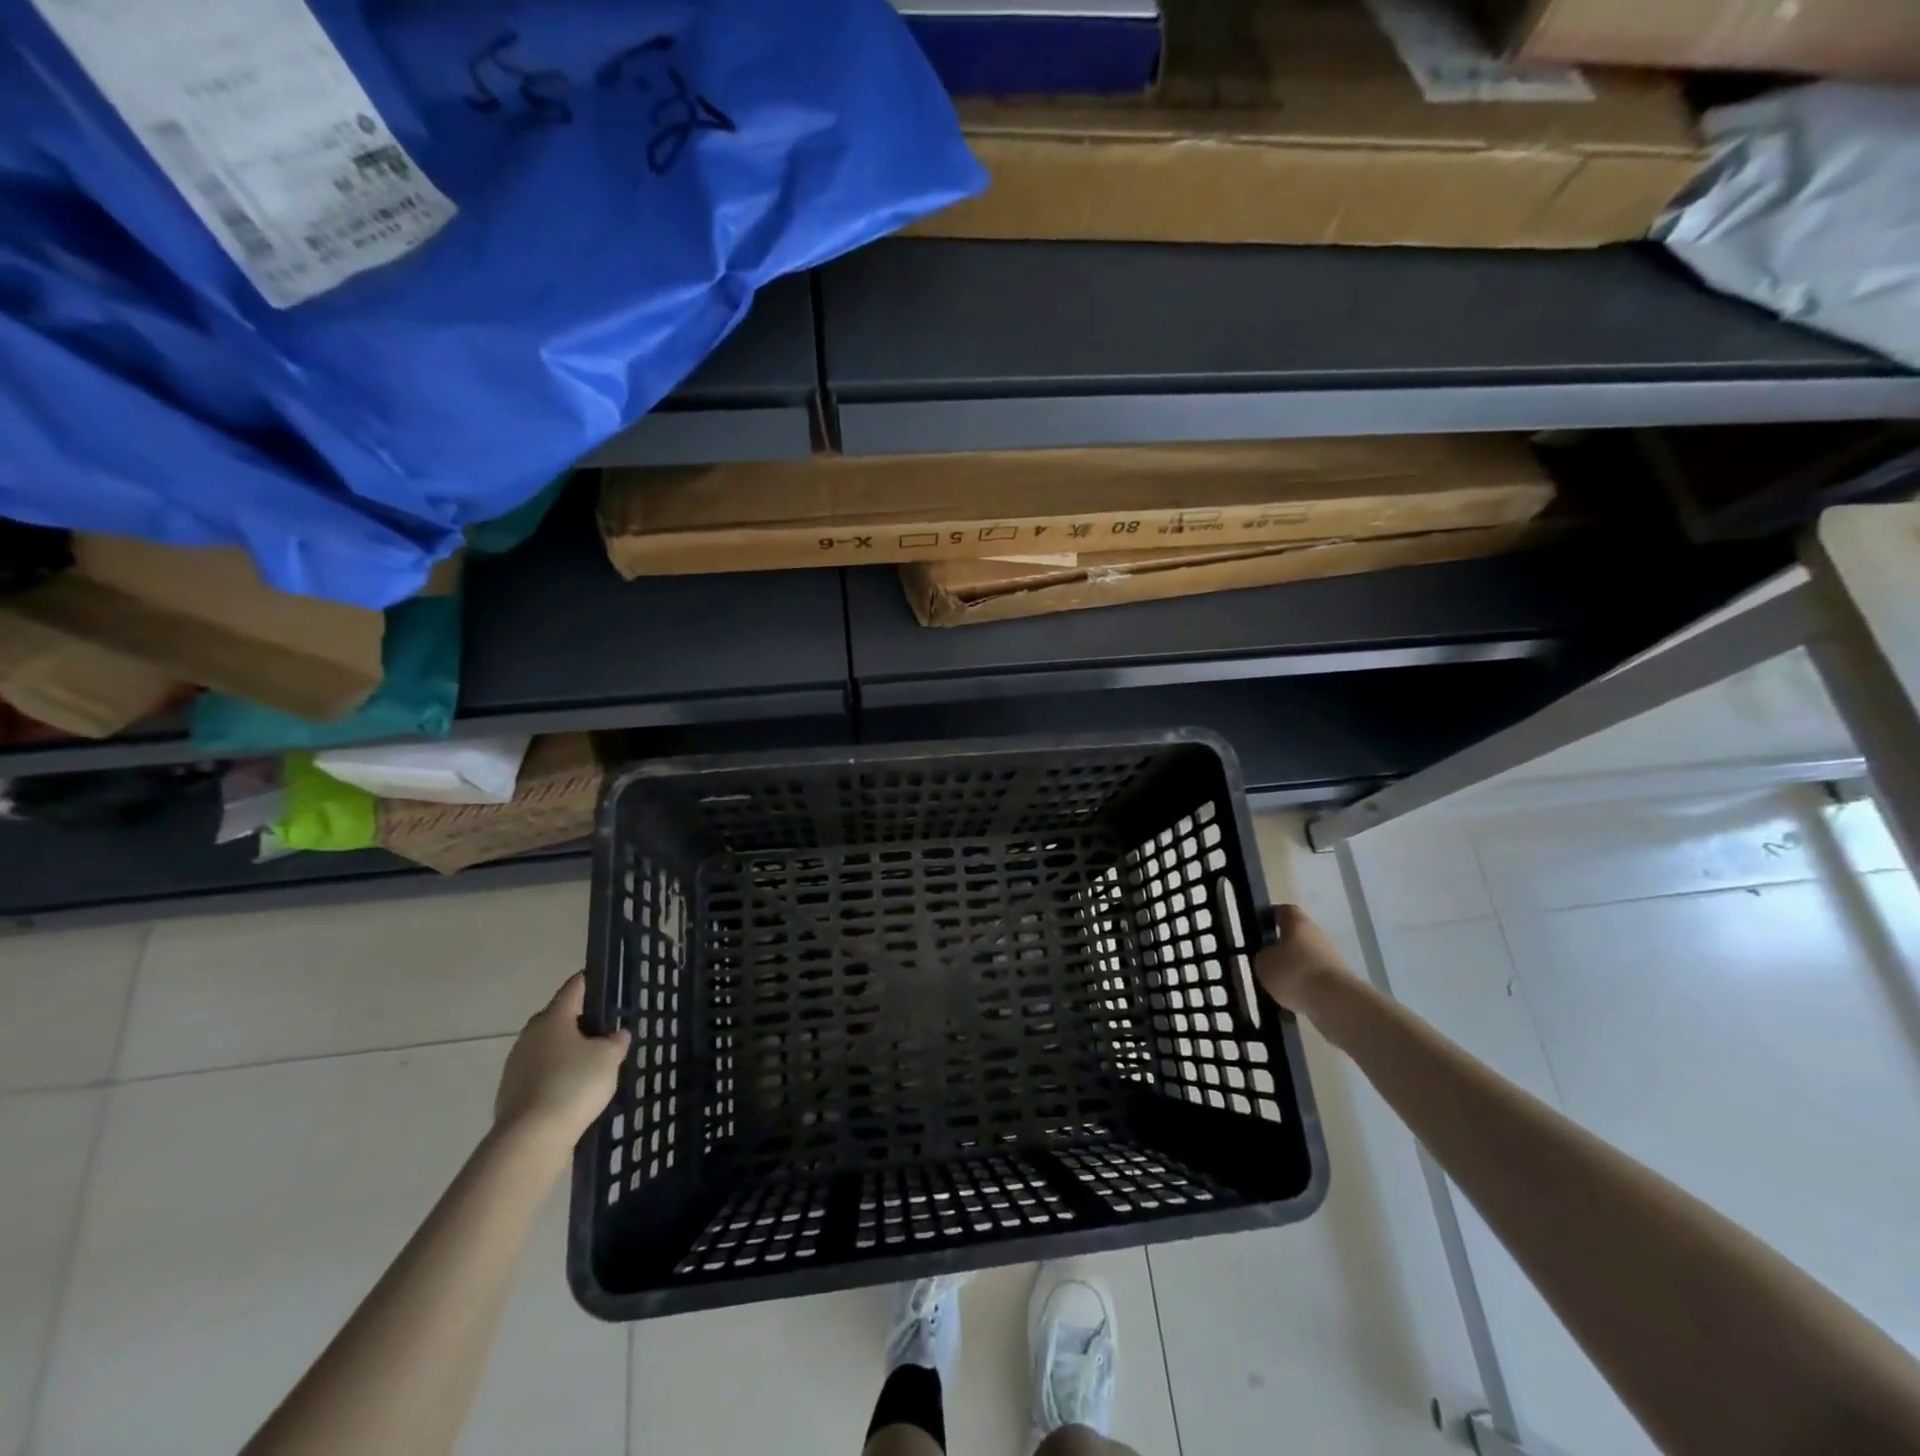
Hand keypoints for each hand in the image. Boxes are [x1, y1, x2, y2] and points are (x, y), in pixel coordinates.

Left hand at [493, 972, 629, 1149]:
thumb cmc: (573, 1084)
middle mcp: (530, 1035)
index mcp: (553, 1017)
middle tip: (605, 1028)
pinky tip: (573, 1089)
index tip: (605, 980)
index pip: (574, 987)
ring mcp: (516, 1064)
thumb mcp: (608, 1058)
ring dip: (567, 1050)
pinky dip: (556, 1074)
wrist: (530, 1138)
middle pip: (558, 1018)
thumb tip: (616, 1034)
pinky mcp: (511, 1092)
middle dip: (580, 1021)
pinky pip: (540, 1072)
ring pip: (548, 1047)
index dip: (590, 980)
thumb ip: (615, 1041)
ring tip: (592, 1062)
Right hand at [1254, 904, 1351, 1018]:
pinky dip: (1307, 984)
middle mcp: (1318, 933)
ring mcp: (1333, 956)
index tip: (1259, 927)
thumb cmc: (1294, 972)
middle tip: (1267, 959)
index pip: (1283, 910)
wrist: (1335, 1001)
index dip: (1271, 916)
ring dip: (1296, 966)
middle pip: (1298, 934)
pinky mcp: (1341, 978)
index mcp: (1298, 922)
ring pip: (1308, 956)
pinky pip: (1317, 976)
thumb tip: (1269, 956)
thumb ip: (1263, 955)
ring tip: (1280, 984)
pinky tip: (1296, 997)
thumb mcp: (1263, 963)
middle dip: (1284, 945)